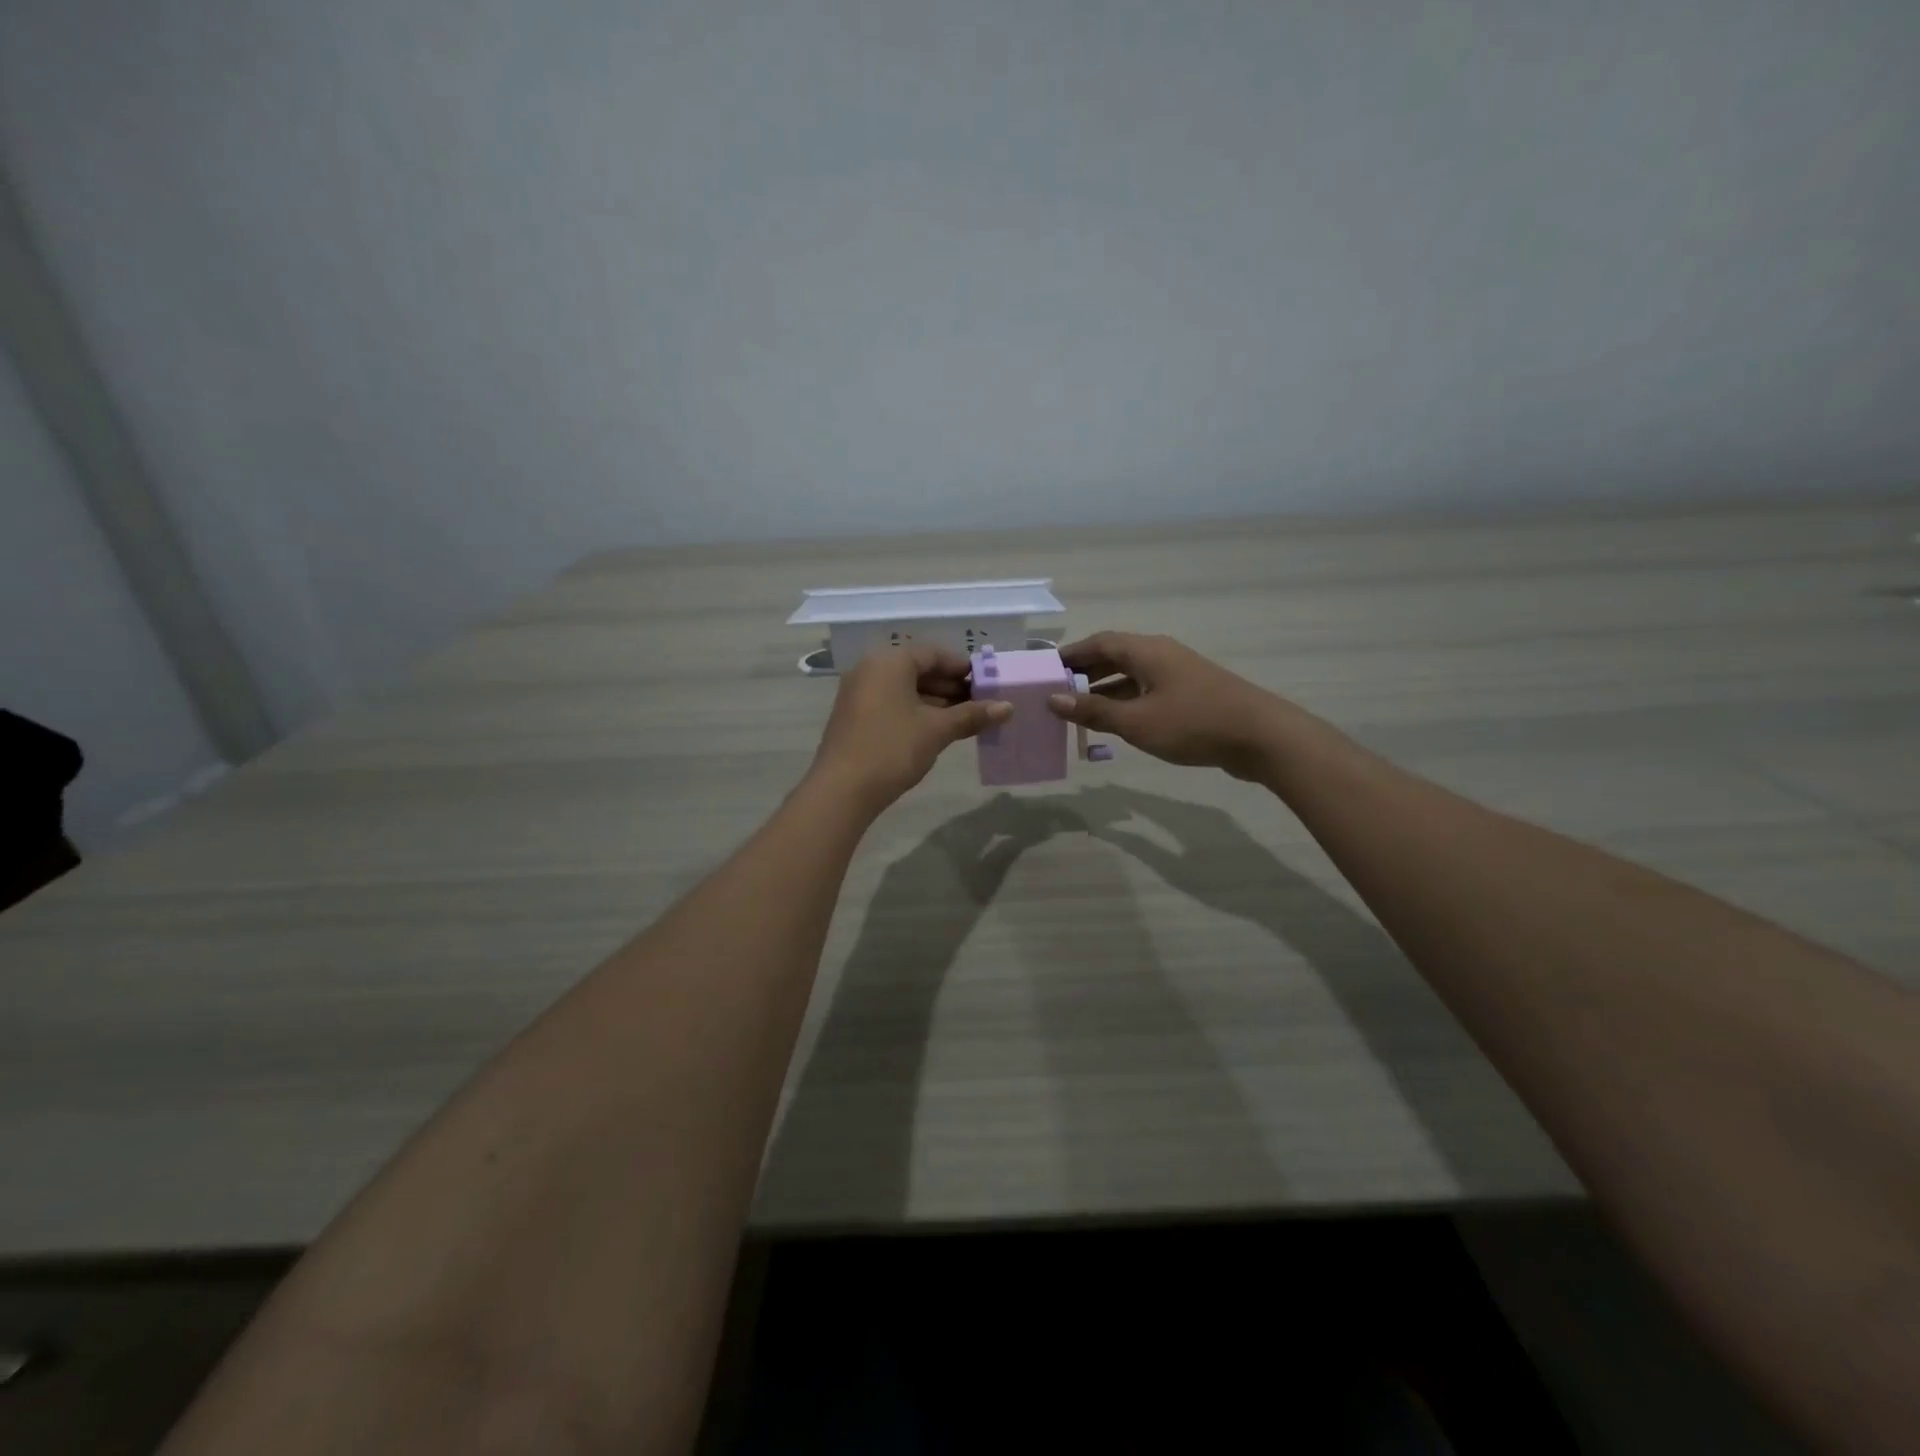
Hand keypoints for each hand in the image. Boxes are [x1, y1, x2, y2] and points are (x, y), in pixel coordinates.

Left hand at [809, 643, 1010, 811]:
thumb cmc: (892, 749)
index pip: (933, 653)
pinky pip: (891, 702)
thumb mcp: (936, 730)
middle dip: (951, 686)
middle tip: (980, 704)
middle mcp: (870, 669)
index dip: (962, 667)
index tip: (986, 684)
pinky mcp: (854, 716)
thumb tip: (1007, 707)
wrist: (842, 790)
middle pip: (918, 669)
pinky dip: (915, 711)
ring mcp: (859, 693)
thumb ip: (972, 715)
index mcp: (889, 662)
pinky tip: (936, 730)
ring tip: (965, 720)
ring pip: (905, 688)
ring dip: (935, 701)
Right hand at [1045, 632, 1291, 779]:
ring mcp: (1179, 674)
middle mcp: (1161, 654)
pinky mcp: (1191, 694)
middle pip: (1115, 656)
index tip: (1045, 669)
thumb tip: (1053, 699)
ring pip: (1132, 675)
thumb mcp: (1136, 721)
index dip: (1070, 654)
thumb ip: (1093, 710)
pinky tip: (1117, 723)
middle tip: (1057, 691)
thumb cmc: (1193, 723)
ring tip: (1079, 710)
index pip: (1099, 643)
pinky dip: (1127, 702)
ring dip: (1105, 690)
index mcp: (1146, 651)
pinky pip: (1148, 691)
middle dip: (1085, 672)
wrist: (1261, 737)